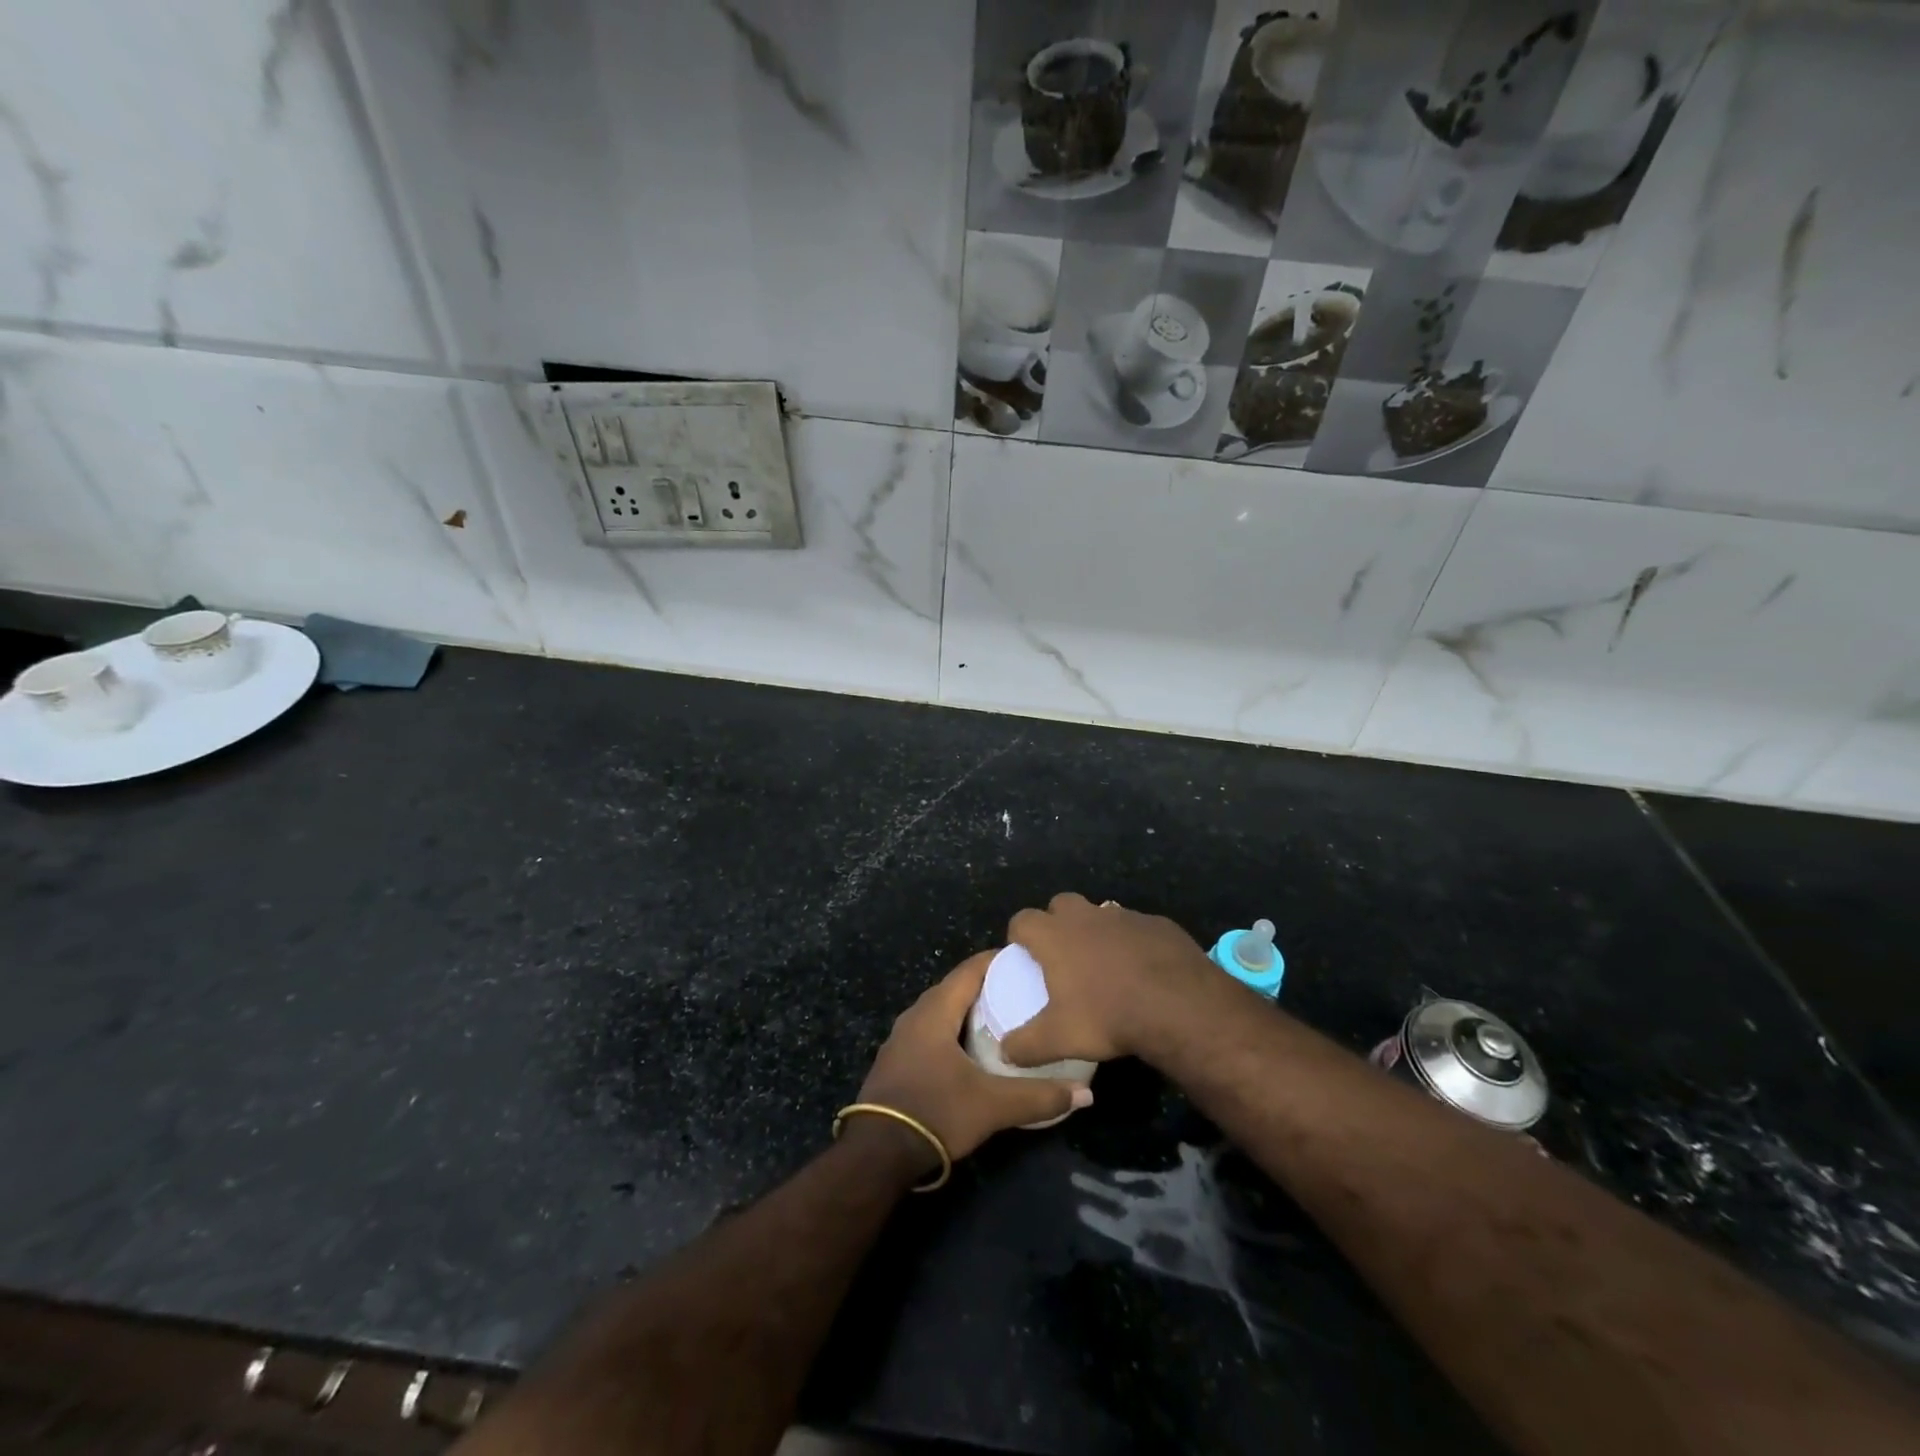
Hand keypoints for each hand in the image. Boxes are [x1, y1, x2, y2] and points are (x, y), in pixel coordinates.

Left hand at [857, 952, 1092, 1163]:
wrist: (877, 1154)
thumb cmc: (935, 1112)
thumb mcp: (992, 1106)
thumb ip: (1039, 1097)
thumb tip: (1086, 1095)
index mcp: (935, 1011)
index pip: (970, 969)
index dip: (997, 961)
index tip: (1027, 961)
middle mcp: (914, 1015)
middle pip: (955, 988)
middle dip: (987, 986)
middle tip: (1022, 991)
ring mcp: (901, 1039)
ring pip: (940, 1011)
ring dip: (968, 1011)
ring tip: (1002, 1019)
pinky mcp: (896, 1061)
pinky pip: (930, 1032)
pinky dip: (952, 1031)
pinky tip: (971, 1050)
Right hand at [998, 892, 1218, 1068]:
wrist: (1179, 1006)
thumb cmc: (1108, 1016)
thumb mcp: (1059, 1039)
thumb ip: (1025, 1045)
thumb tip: (1005, 1052)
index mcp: (1055, 935)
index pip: (1023, 920)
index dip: (1019, 935)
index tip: (1023, 954)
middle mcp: (1086, 916)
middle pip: (1061, 904)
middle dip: (1057, 923)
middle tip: (1063, 956)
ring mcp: (1124, 916)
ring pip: (1101, 914)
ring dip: (1096, 932)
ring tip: (1104, 966)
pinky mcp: (1158, 924)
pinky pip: (1136, 928)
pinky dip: (1132, 943)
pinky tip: (1142, 971)